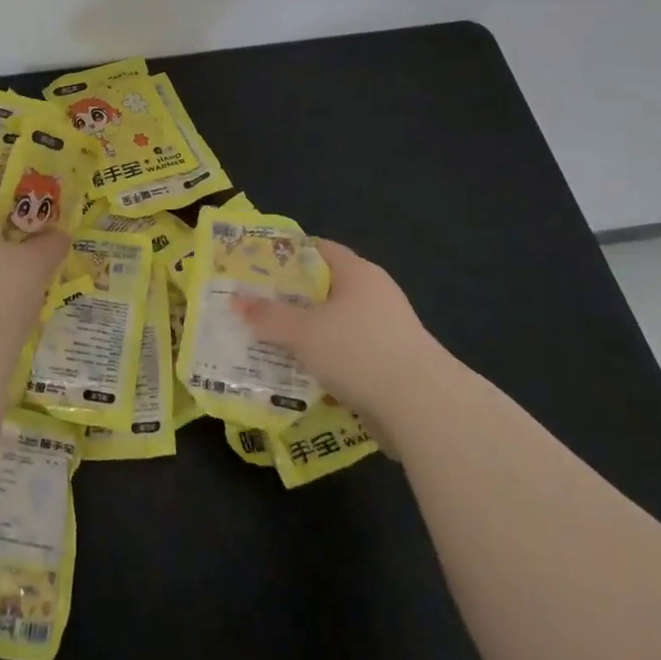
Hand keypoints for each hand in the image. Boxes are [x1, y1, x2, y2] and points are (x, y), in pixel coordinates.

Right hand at [234, 239, 437, 448]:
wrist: (425, 410)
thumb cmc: (359, 351)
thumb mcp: (303, 333)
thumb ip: (268, 317)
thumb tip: (235, 301)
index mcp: (357, 272)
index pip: (318, 249)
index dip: (287, 255)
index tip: (258, 268)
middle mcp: (375, 294)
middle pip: (326, 289)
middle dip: (293, 300)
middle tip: (258, 308)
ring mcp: (389, 331)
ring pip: (338, 326)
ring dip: (311, 336)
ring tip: (274, 346)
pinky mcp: (395, 366)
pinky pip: (352, 356)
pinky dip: (330, 364)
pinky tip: (305, 378)